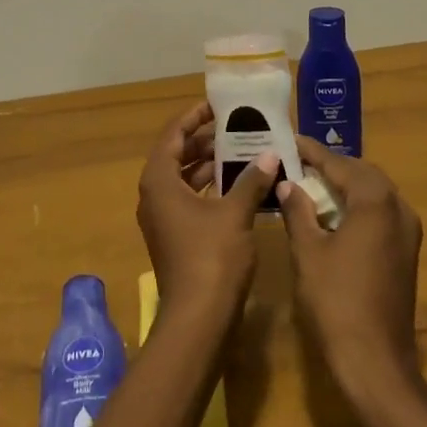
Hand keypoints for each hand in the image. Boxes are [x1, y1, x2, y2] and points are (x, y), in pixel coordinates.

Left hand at [135, 101, 278, 322]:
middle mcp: (154, 195)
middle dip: (205, 139)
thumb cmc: (212, 258)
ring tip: (243, 149)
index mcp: (159, 180)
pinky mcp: (175, 237)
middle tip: (237, 126)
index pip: (173, 134)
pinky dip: (210, 188)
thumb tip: (271, 154)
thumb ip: (251, 180)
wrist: (198, 321)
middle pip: (177, 154)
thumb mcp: (235, 213)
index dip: (194, 116)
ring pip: (184, 178)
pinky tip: (239, 184)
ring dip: (210, 164)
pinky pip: (190, 199)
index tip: (218, 105)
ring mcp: (163, 218)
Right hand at [276, 137, 424, 404]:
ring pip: (375, 193)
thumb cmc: (336, 301)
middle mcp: (398, 209)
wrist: (375, 362)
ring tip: (312, 183)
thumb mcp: (308, 251)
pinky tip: (334, 215)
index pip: (340, 164)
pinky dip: (358, 206)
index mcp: (375, 202)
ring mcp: (407, 232)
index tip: (291, 140)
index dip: (313, 152)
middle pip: (363, 173)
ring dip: (346, 186)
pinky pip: (381, 214)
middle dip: (332, 166)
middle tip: (300, 162)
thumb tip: (287, 184)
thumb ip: (298, 211)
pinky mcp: (406, 253)